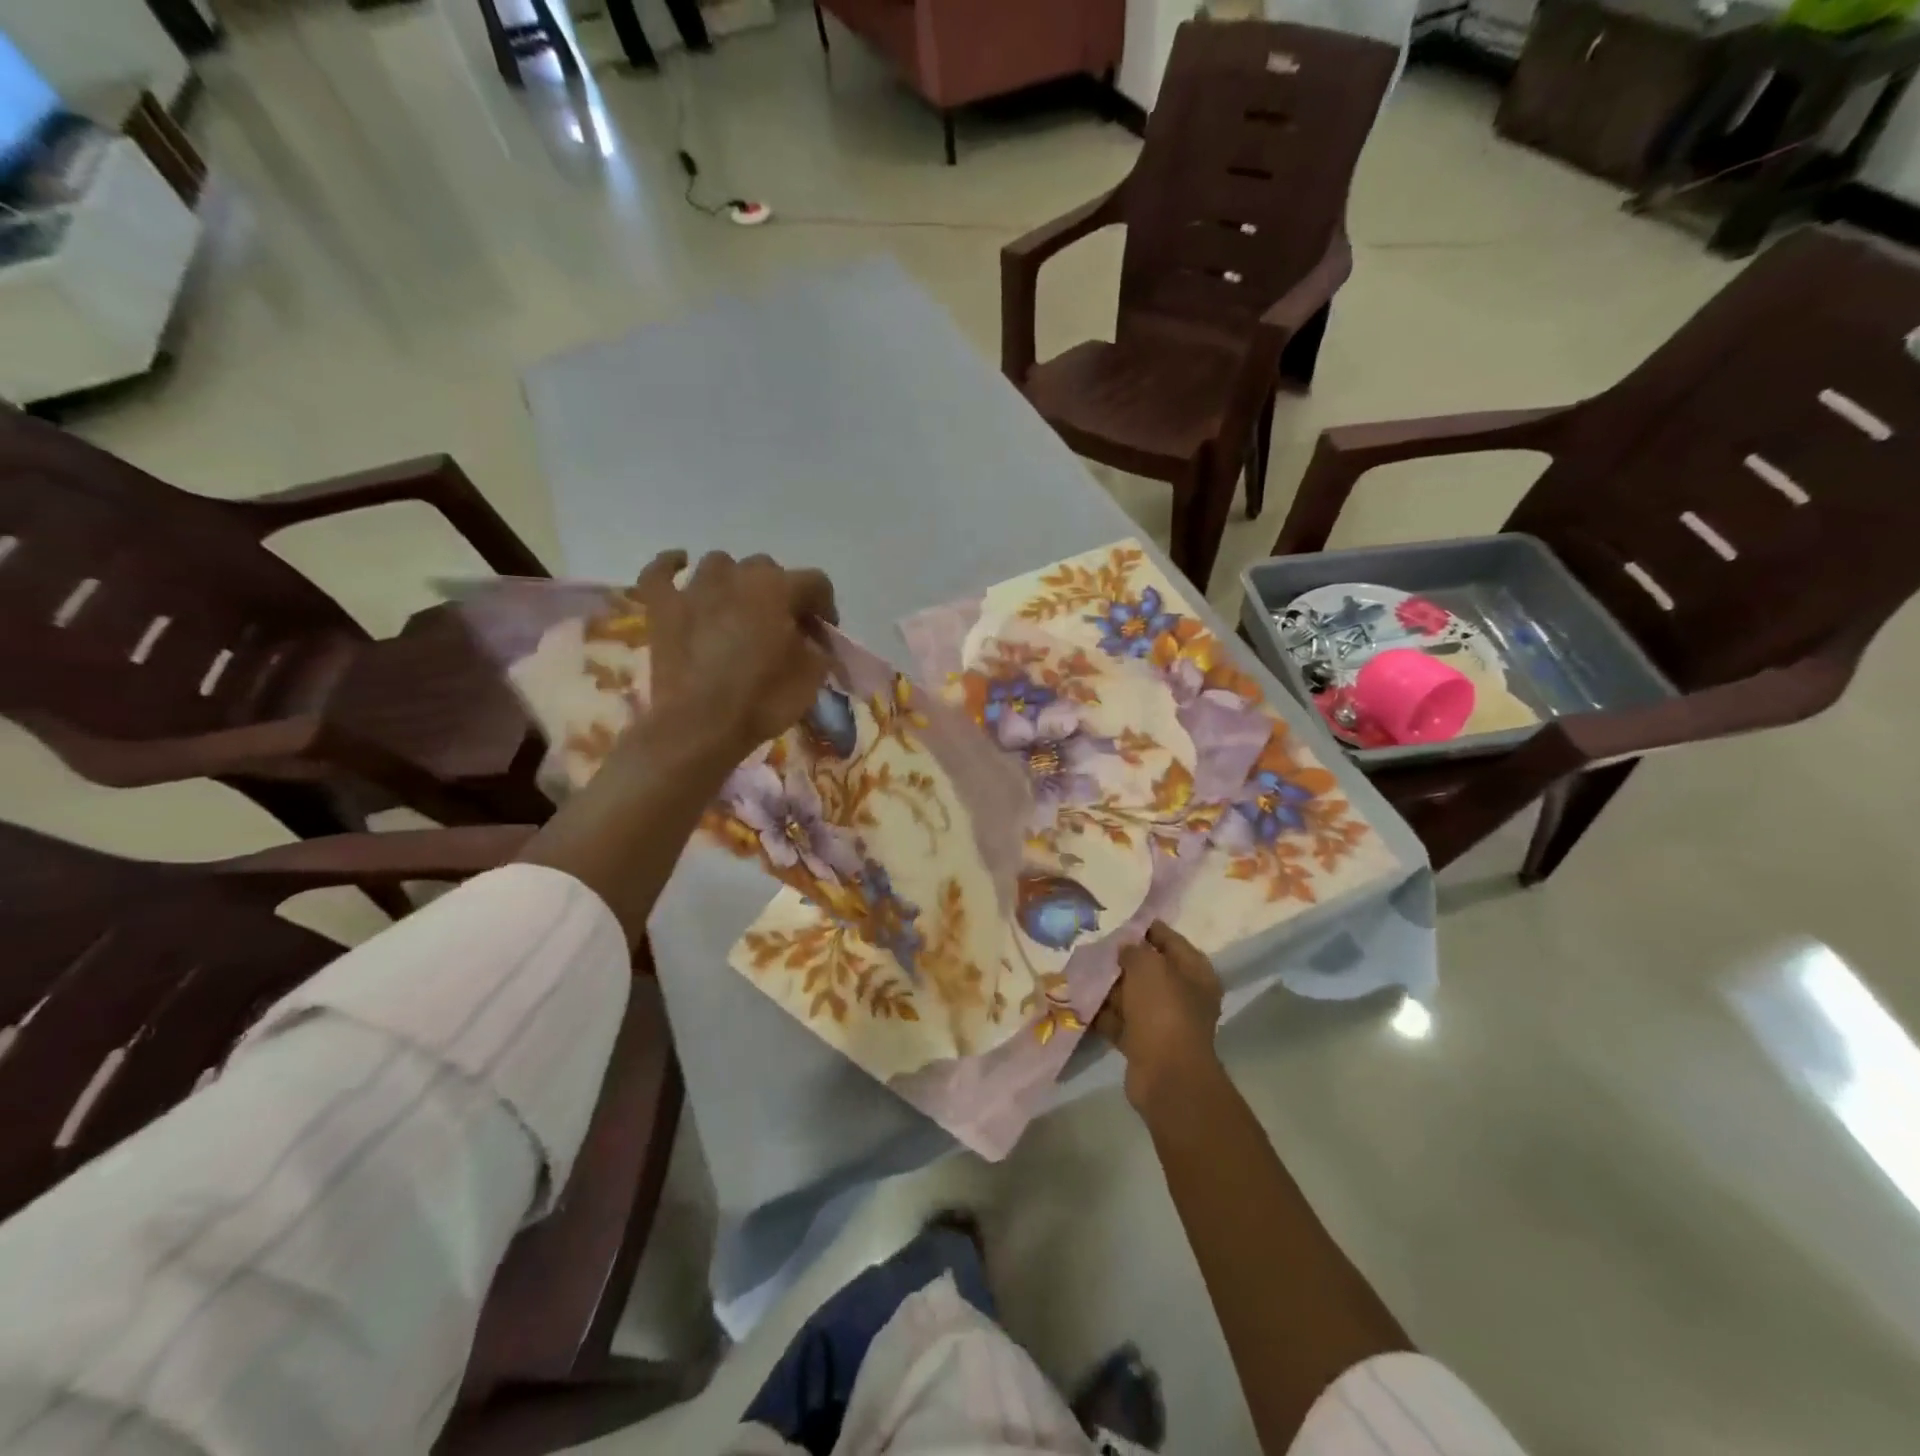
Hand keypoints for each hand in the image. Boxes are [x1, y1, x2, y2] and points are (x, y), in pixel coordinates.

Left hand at [633, 549, 839, 761]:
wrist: (701, 726)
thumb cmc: (763, 700)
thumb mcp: (812, 678)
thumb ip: (817, 649)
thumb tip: (812, 643)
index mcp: (779, 589)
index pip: (816, 583)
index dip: (825, 607)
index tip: (824, 636)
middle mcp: (738, 576)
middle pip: (768, 568)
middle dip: (780, 593)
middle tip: (783, 627)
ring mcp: (695, 588)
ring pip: (720, 564)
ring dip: (734, 581)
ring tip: (738, 608)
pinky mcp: (662, 607)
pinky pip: (661, 572)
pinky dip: (671, 566)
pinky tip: (679, 566)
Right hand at [1095, 921, 1223, 1111]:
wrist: (1166, 1075)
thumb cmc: (1163, 1010)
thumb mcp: (1149, 967)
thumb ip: (1134, 950)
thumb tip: (1124, 947)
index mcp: (1195, 972)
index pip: (1169, 940)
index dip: (1144, 928)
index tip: (1116, 920)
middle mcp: (1183, 995)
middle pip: (1148, 969)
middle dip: (1121, 959)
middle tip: (1092, 945)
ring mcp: (1163, 1021)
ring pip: (1130, 995)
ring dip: (1107, 986)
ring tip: (1079, 969)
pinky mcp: (1143, 1043)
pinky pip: (1119, 1020)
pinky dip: (1101, 1012)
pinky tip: (1078, 999)